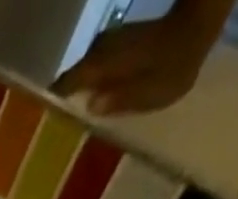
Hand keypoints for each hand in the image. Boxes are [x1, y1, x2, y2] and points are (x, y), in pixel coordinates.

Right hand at [54, 16, 217, 116]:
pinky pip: (94, 69)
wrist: (195, 26)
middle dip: (63, 103)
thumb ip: (119, 101)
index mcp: (101, 64)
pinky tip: (93, 102)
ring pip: (82, 74)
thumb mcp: (150, 94)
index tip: (42, 128)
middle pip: (71, 80)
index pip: (65, 85)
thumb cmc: (174, 65)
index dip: (53, 105)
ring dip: (77, 94)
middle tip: (55, 134)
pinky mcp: (116, 44)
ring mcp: (106, 44)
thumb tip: (91, 107)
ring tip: (71, 122)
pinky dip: (91, 85)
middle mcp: (97, 50)